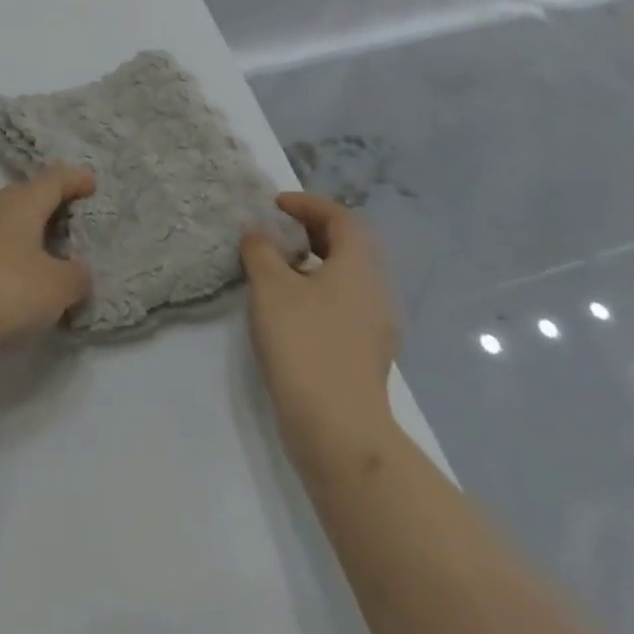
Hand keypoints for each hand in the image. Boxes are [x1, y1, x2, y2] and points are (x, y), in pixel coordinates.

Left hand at [0, 166, 95, 361]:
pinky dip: (20, 256)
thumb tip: (78, 270)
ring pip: (13, 223)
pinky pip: (3, 249)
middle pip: (28, 196)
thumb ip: (75, 276)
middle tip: (76, 212)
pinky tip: (30, 278)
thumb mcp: (56, 285)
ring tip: (57, 248)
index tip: (92, 182)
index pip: (53, 180)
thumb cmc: (5, 288)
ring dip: (34, 231)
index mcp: (23, 204)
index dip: (74, 179)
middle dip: (51, 200)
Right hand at [241, 192, 399, 462]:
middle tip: (275, 231)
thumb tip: (257, 233)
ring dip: (313, 262)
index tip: (275, 205)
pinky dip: (317, 291)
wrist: (338, 429)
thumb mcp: (270, 287)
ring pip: (346, 277)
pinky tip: (288, 307)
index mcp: (359, 268)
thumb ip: (260, 251)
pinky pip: (344, 304)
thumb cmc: (304, 343)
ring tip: (275, 267)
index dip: (308, 204)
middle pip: (349, 246)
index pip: (341, 218)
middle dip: (311, 231)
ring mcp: (375, 327)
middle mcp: (376, 292)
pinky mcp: (365, 354)